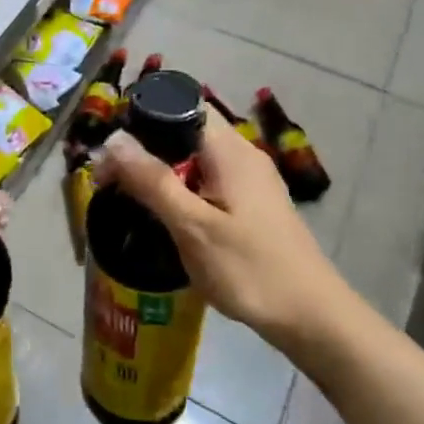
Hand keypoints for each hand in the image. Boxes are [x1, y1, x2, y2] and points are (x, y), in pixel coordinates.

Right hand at [93, 108, 341, 343]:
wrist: (311, 318)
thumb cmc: (249, 269)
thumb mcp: (192, 226)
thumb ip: (152, 180)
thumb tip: (113, 140)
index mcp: (229, 150)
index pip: (181, 106)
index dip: (142, 120)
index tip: (112, 153)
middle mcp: (242, 154)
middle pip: (184, 132)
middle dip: (145, 151)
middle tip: (111, 183)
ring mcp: (251, 180)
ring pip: (194, 159)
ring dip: (161, 174)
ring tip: (130, 200)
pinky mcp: (253, 204)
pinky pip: (207, 181)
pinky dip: (182, 190)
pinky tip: (166, 218)